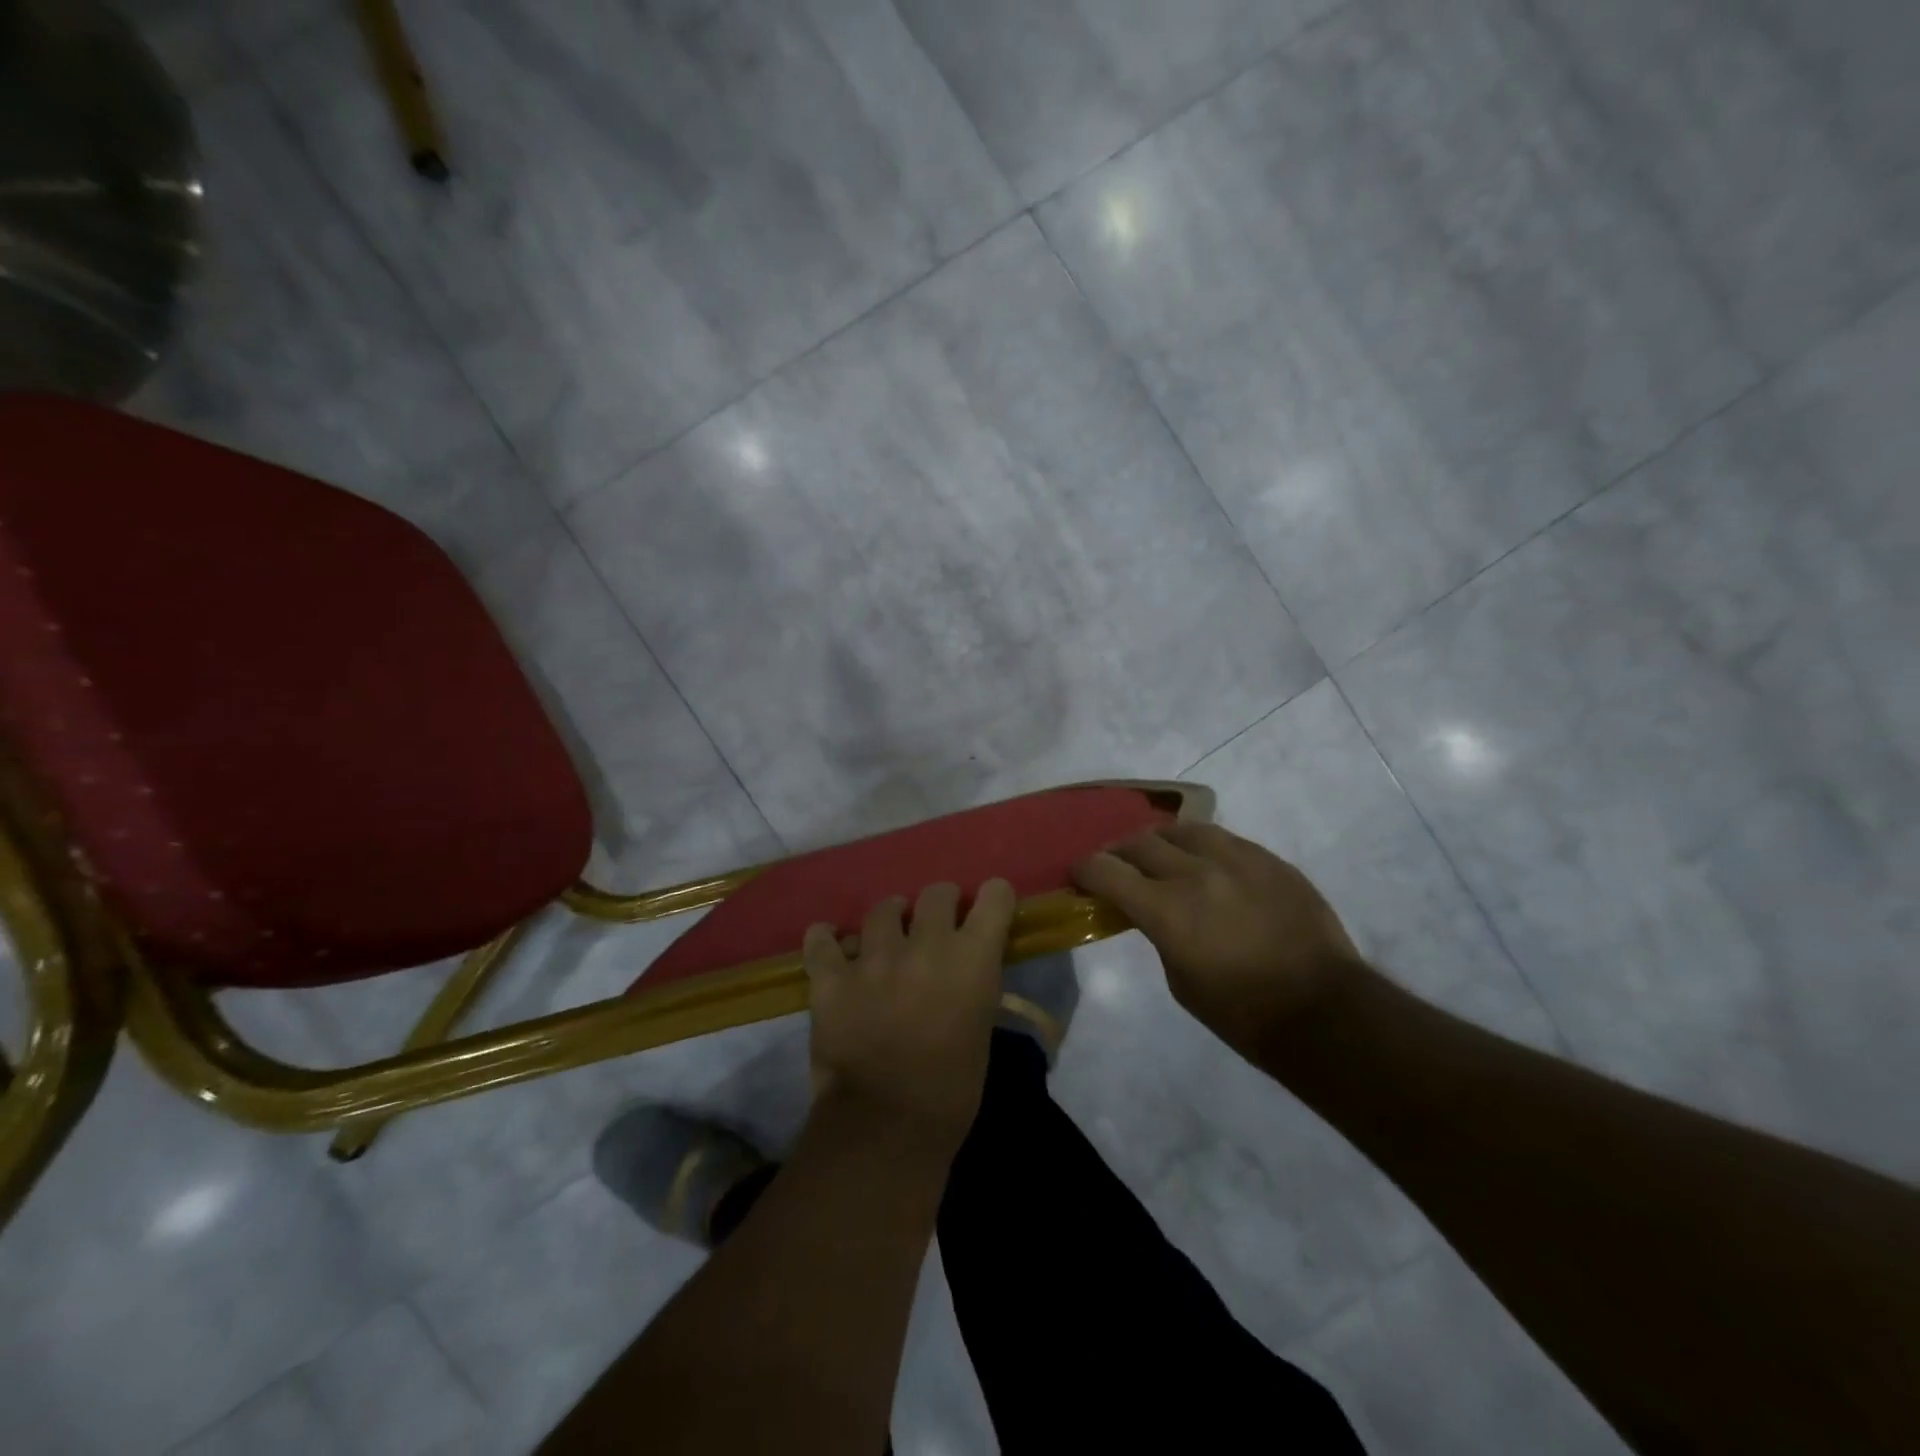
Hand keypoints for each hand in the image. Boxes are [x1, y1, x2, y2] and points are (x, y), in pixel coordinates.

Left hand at [803, 880, 1016, 1155]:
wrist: (887, 1127)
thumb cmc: (951, 1090)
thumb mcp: (981, 1028)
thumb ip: (972, 983)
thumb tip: (962, 966)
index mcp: (972, 960)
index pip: (994, 896)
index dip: (992, 899)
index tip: (986, 908)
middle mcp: (926, 945)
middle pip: (936, 893)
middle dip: (939, 905)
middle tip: (933, 927)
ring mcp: (874, 958)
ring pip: (882, 909)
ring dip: (888, 921)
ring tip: (884, 940)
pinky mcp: (832, 977)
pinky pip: (821, 940)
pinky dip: (826, 941)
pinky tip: (831, 948)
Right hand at [1072, 824, 1363, 1060]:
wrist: (1324, 1010)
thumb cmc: (1242, 1012)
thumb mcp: (1179, 979)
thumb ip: (1157, 931)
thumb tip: (1150, 909)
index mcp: (1167, 909)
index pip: (1106, 870)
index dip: (1085, 869)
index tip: (1080, 875)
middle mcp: (1197, 872)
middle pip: (1140, 843)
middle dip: (1119, 853)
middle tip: (1116, 866)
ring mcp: (1237, 859)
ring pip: (1182, 829)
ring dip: (1161, 842)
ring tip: (1160, 856)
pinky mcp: (1268, 859)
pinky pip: (1223, 838)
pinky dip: (1201, 847)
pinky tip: (1205, 863)